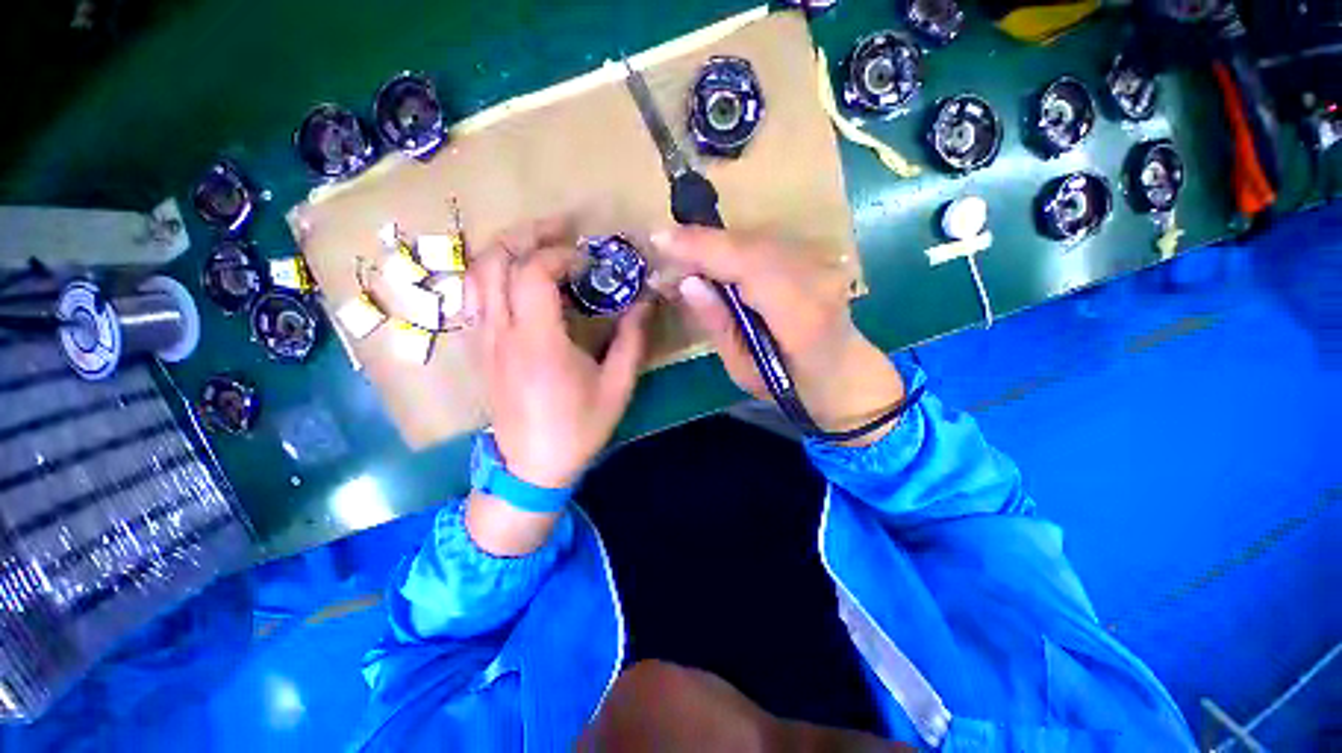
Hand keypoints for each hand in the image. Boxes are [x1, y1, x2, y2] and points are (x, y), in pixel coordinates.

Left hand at [467, 217, 651, 488]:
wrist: (532, 467)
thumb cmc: (578, 428)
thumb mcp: (617, 387)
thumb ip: (632, 340)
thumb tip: (645, 302)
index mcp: (538, 343)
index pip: (533, 274)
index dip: (560, 254)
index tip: (589, 259)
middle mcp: (502, 333)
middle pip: (495, 261)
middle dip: (528, 234)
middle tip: (561, 229)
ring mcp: (484, 340)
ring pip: (477, 274)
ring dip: (507, 248)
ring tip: (539, 243)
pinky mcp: (479, 348)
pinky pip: (474, 295)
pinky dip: (494, 272)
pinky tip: (518, 276)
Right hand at [651, 227, 903, 444]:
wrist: (844, 376)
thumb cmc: (790, 386)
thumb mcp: (744, 369)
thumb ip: (719, 324)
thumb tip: (688, 282)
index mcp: (800, 316)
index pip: (748, 266)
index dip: (703, 248)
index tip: (661, 239)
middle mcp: (815, 280)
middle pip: (751, 244)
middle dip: (702, 241)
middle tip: (665, 246)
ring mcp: (821, 265)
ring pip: (758, 238)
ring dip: (716, 242)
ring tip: (683, 252)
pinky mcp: (816, 259)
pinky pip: (766, 243)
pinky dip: (734, 246)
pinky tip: (714, 256)